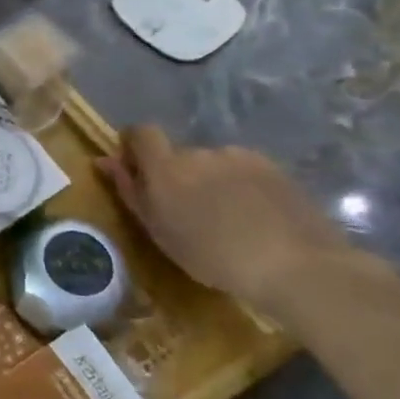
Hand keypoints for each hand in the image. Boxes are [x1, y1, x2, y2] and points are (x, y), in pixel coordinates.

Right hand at [96, 126, 352, 322]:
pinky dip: (242, 187)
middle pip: (180, 154)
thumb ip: (130, 190)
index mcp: (166, 166)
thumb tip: (104, 160)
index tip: (138, 169)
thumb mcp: (158, 229)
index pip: (141, 132)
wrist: (295, 265)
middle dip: (180, 175)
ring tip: (228, 219)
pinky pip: (244, 171)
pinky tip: (256, 217)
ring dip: (212, 182)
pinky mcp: (274, 168)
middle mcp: (200, 152)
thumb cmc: (212, 255)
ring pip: (214, 164)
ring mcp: (240, 157)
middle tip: (189, 212)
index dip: (136, 145)